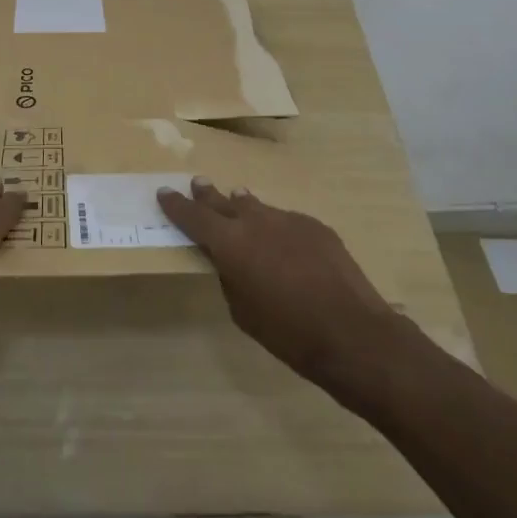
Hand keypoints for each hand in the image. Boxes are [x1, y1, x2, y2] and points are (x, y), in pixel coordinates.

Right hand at [157, 178, 402, 393]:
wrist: (352, 333)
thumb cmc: (289, 333)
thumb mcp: (243, 312)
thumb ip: (230, 278)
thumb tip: (231, 262)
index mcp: (230, 244)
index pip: (194, 217)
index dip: (177, 205)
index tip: (164, 192)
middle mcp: (256, 222)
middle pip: (224, 202)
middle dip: (208, 195)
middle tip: (197, 184)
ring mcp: (288, 219)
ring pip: (258, 208)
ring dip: (244, 207)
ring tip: (236, 201)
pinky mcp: (315, 226)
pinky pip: (287, 222)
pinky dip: (277, 228)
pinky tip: (284, 244)